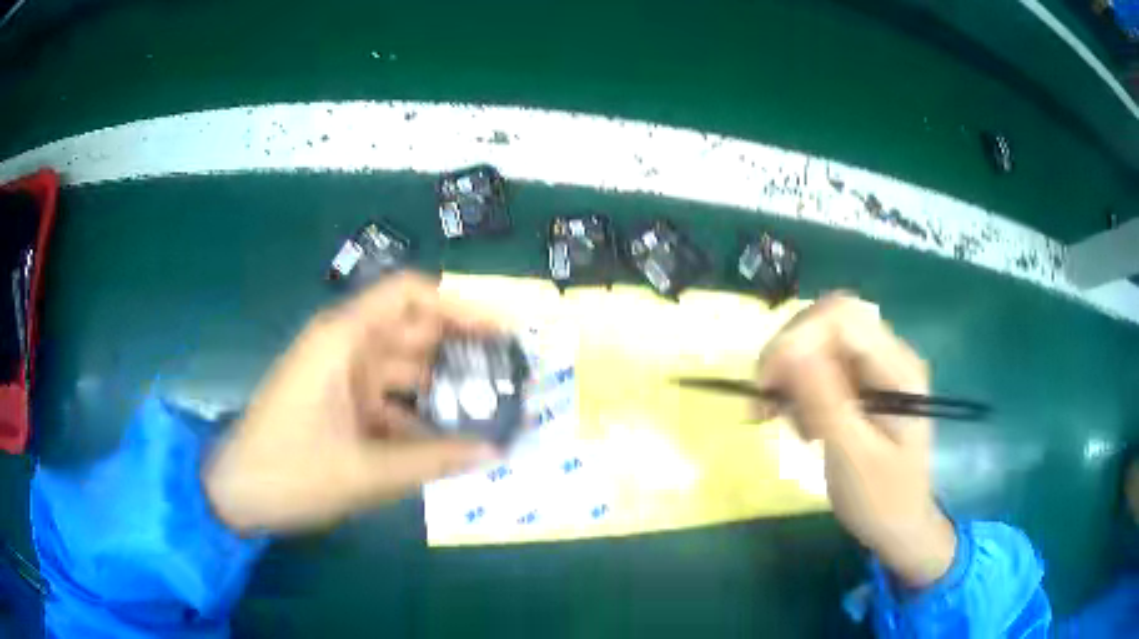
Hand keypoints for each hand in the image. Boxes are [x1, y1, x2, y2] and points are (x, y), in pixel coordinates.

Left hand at [204, 272, 501, 533]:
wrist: (235, 494)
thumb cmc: (291, 471)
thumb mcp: (366, 471)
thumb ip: (433, 460)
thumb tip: (495, 452)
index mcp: (344, 340)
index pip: (410, 295)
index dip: (460, 306)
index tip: (504, 332)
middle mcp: (345, 347)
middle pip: (414, 333)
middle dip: (462, 353)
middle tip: (512, 380)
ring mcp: (341, 377)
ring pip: (404, 372)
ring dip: (443, 391)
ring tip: (493, 414)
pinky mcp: (339, 405)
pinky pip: (389, 403)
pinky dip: (417, 419)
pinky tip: (450, 444)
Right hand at [756, 293, 955, 587]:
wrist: (900, 525)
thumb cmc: (880, 499)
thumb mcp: (851, 456)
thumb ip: (824, 400)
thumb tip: (789, 348)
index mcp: (897, 369)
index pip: (841, 316)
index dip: (796, 337)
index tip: (766, 384)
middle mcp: (890, 355)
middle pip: (827, 322)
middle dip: (788, 355)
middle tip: (764, 402)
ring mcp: (877, 367)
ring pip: (820, 342)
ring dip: (790, 374)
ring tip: (780, 419)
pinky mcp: (863, 383)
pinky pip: (822, 366)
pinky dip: (798, 388)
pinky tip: (795, 420)